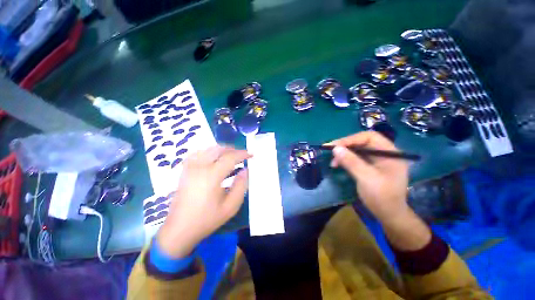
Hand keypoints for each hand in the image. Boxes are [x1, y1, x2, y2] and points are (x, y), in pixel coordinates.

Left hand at [157, 146, 250, 257]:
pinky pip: (198, 153)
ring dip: (222, 150)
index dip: (242, 154)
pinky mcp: (185, 170)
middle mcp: (199, 167)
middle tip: (242, 155)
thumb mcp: (230, 207)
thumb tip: (245, 170)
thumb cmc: (207, 219)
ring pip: (208, 149)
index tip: (251, 154)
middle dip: (233, 150)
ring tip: (231, 156)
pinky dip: (209, 152)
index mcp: (211, 176)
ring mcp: (190, 167)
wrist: (179, 229)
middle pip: (218, 149)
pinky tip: (214, 158)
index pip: (230, 157)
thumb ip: (241, 186)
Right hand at [328, 131, 409, 221]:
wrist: (389, 216)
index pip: (369, 137)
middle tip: (331, 152)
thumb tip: (335, 148)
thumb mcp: (366, 178)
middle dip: (345, 146)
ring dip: (343, 154)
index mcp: (390, 153)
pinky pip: (356, 158)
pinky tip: (338, 164)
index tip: (335, 146)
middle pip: (362, 142)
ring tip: (333, 162)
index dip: (351, 139)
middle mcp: (384, 153)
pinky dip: (345, 160)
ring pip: (357, 150)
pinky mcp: (370, 167)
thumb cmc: (382, 197)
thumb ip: (351, 162)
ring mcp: (376, 160)